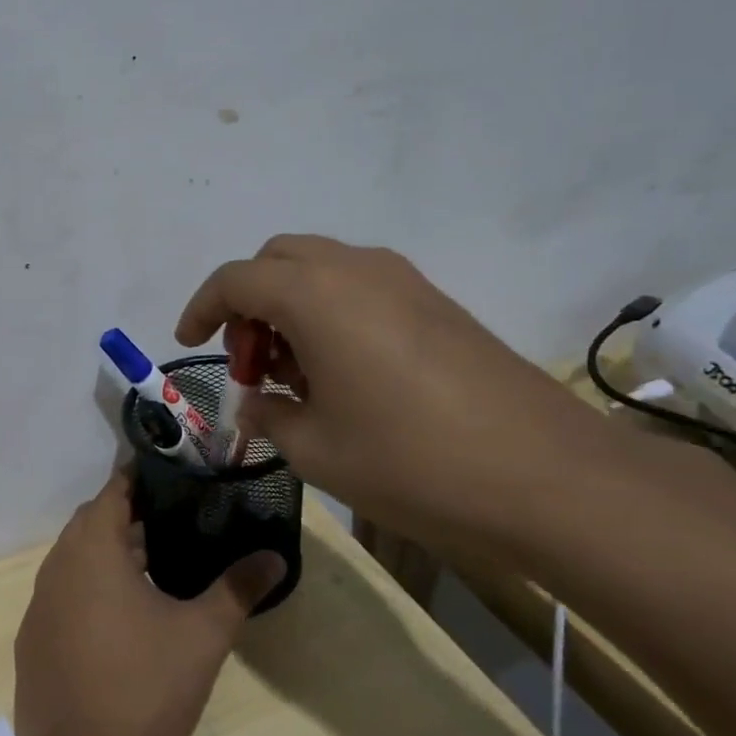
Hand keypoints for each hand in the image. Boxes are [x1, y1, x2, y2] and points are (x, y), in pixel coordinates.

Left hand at [13, 474, 285, 735]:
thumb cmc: (145, 689)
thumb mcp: (203, 635)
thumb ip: (238, 588)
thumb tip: (275, 555)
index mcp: (91, 551)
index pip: (113, 492)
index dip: (139, 479)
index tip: (170, 476)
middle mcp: (56, 568)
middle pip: (91, 524)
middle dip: (127, 517)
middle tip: (171, 522)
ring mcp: (38, 608)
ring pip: (74, 562)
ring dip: (107, 558)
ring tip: (151, 569)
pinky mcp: (31, 645)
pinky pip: (61, 600)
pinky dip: (87, 594)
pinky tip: (117, 625)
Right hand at [177, 236, 630, 559]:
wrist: (546, 475)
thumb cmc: (410, 460)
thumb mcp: (315, 449)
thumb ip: (269, 415)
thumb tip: (259, 402)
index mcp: (314, 295)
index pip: (235, 280)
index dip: (201, 308)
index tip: (188, 343)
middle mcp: (355, 270)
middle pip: (277, 260)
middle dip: (248, 303)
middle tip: (250, 362)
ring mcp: (403, 281)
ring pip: (320, 268)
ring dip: (290, 305)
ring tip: (295, 373)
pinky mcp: (436, 303)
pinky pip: (360, 286)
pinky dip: (330, 311)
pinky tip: (344, 372)